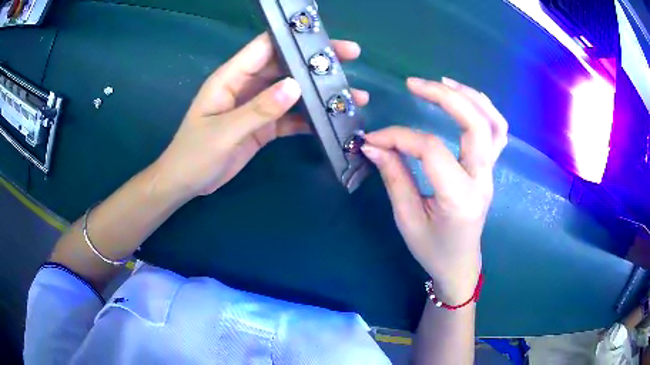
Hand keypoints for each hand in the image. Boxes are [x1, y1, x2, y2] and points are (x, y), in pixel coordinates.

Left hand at [149, 33, 368, 199]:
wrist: (186, 184)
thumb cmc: (194, 154)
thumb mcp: (224, 132)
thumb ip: (258, 110)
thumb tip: (295, 87)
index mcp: (231, 77)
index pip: (265, 47)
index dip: (294, 38)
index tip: (324, 38)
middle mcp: (247, 86)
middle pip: (286, 65)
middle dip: (317, 62)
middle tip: (352, 57)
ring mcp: (257, 106)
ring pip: (293, 92)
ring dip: (319, 93)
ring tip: (352, 96)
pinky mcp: (263, 127)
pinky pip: (290, 118)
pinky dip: (309, 119)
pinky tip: (331, 122)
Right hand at [361, 77, 507, 304]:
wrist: (460, 264)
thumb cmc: (433, 249)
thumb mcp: (407, 219)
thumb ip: (394, 177)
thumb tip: (373, 145)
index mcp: (459, 197)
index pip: (430, 150)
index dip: (398, 137)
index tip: (373, 139)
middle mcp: (482, 180)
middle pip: (475, 125)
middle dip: (444, 97)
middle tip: (414, 84)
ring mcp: (491, 173)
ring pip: (494, 124)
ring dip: (471, 97)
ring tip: (443, 83)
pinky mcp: (490, 169)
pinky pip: (496, 132)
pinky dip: (483, 110)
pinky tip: (464, 100)